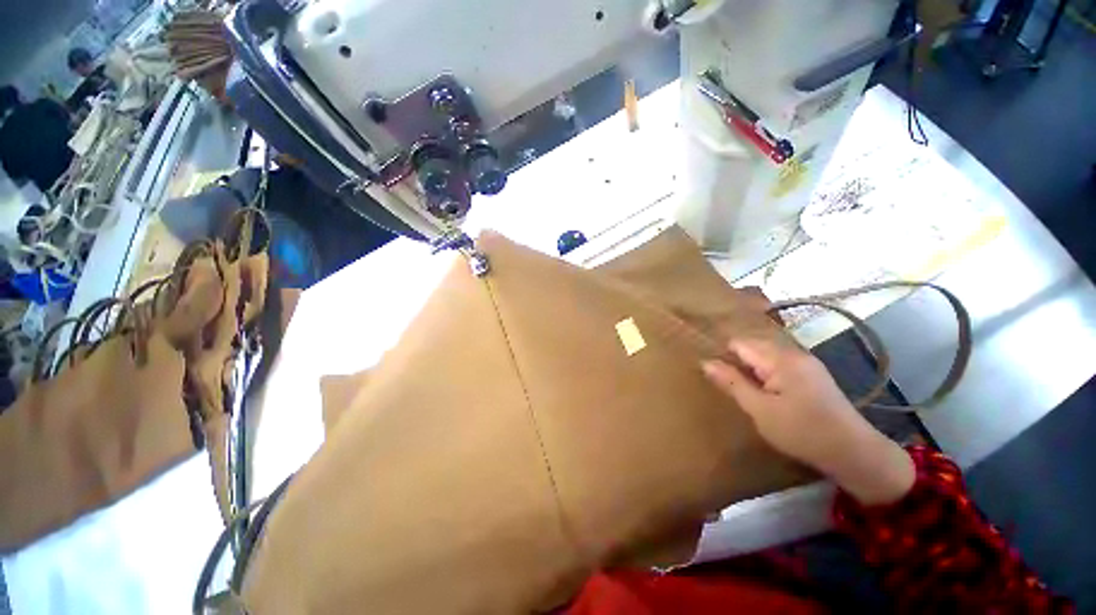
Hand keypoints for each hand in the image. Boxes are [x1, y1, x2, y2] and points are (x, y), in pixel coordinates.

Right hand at [702, 337, 914, 505]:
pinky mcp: (814, 375)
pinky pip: (780, 365)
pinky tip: (768, 394)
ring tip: (746, 391)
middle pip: (753, 346)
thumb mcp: (759, 409)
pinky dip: (767, 374)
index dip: (723, 355)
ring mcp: (807, 363)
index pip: (739, 343)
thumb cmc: (802, 431)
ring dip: (752, 369)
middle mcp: (795, 353)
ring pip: (766, 356)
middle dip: (737, 362)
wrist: (855, 453)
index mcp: (780, 359)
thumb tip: (706, 362)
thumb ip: (732, 382)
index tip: (715, 375)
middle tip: (729, 386)